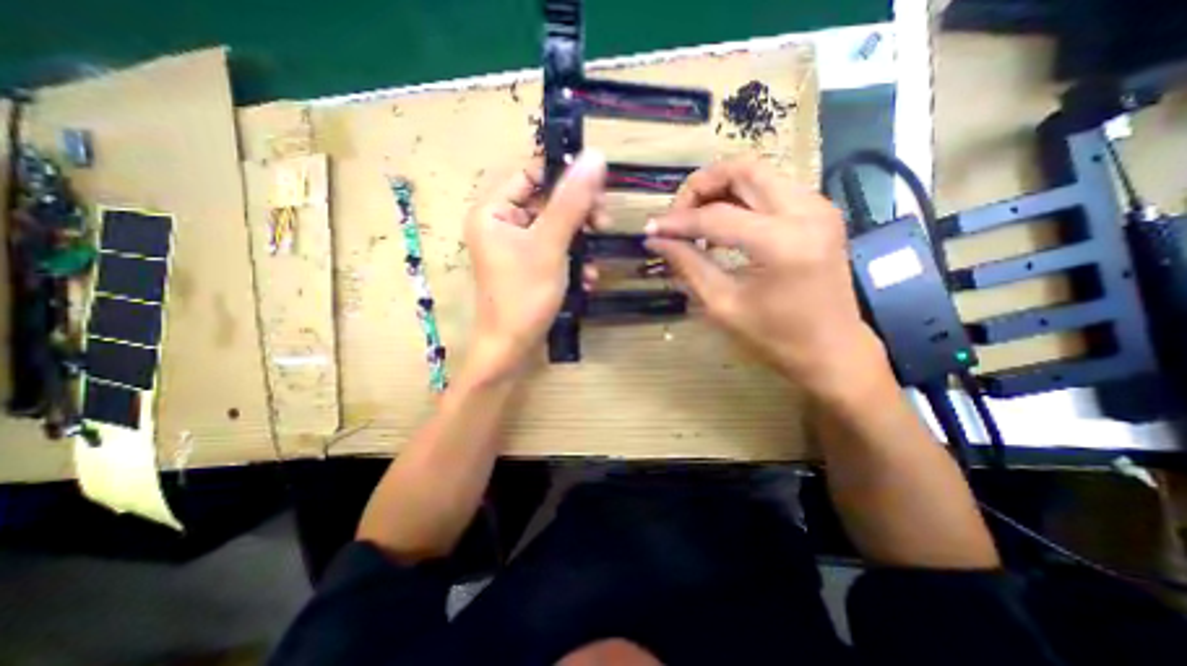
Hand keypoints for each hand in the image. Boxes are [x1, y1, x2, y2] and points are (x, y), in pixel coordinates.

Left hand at [462, 152, 605, 378]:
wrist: (511, 348)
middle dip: (578, 215)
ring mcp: (516, 246)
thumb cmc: (524, 295)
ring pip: (556, 228)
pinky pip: (555, 249)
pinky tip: (585, 278)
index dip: (564, 176)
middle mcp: (502, 223)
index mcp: (493, 210)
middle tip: (603, 224)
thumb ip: (572, 201)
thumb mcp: (550, 245)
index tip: (598, 188)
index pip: (531, 173)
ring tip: (593, 262)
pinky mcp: (529, 265)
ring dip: (580, 242)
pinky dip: (572, 260)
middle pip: (547, 201)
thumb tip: (595, 156)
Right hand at [645, 160, 883, 400]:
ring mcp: (818, 207)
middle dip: (701, 186)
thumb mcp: (723, 305)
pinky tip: (724, 223)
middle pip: (743, 168)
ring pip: (758, 171)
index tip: (651, 230)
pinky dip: (740, 197)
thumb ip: (688, 265)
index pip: (716, 216)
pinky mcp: (820, 211)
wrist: (832, 349)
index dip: (678, 222)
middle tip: (678, 215)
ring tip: (697, 220)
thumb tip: (656, 240)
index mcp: (782, 243)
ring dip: (720, 188)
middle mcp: (806, 212)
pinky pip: (771, 187)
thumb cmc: (776, 337)